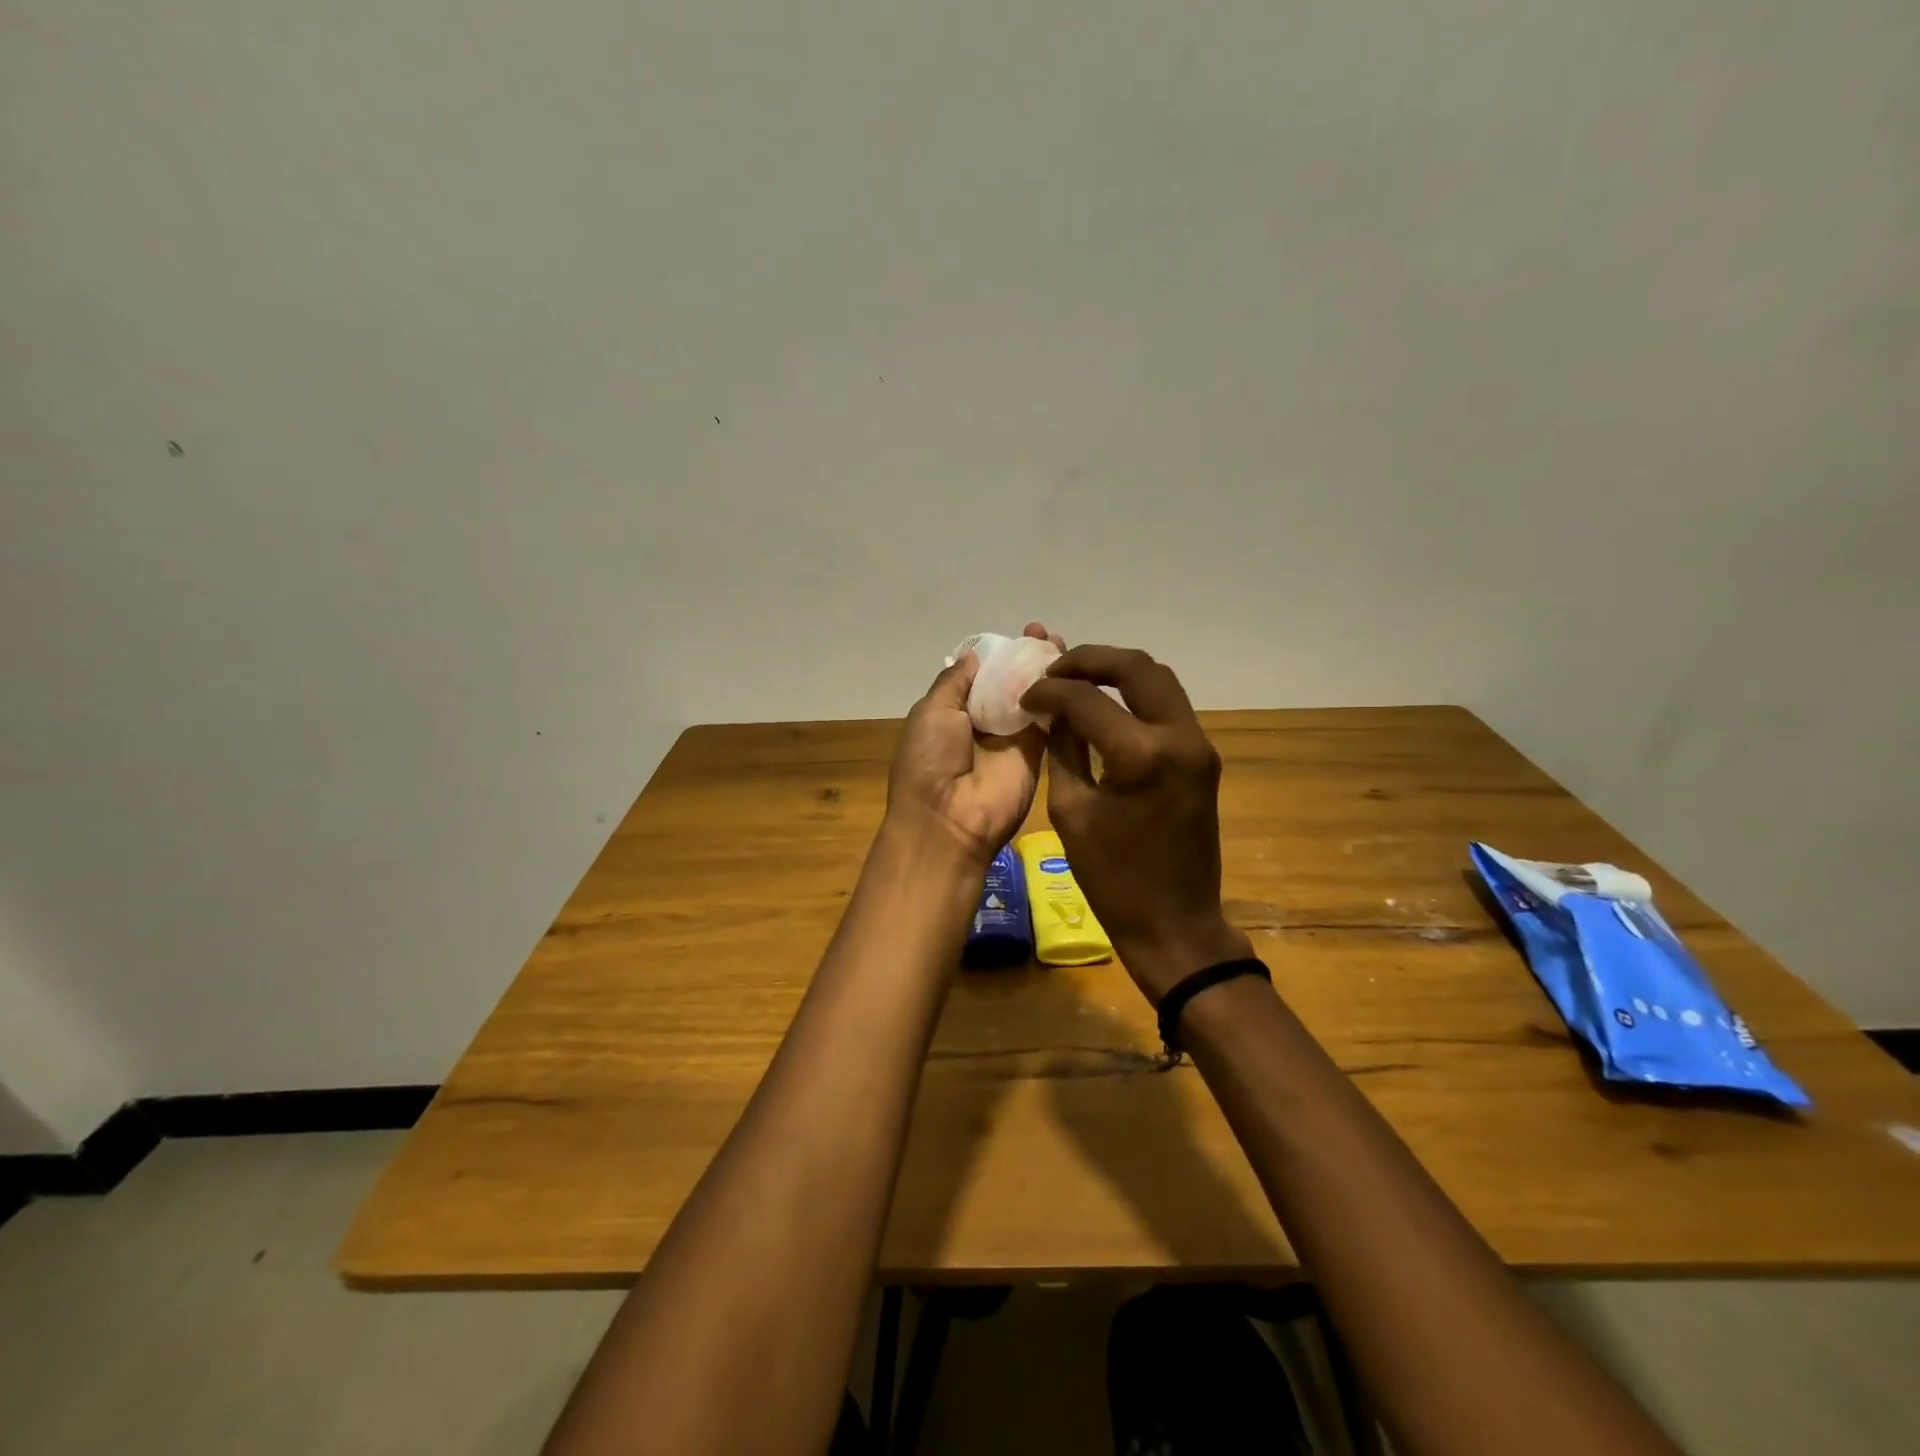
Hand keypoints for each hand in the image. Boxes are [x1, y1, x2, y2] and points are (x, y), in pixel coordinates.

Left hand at [885, 623, 1062, 869]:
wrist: (948, 820)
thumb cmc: (929, 760)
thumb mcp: (931, 711)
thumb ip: (955, 682)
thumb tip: (974, 656)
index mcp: (954, 712)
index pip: (984, 675)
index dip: (1001, 654)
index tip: (1021, 633)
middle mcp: (985, 723)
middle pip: (1012, 683)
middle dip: (1027, 658)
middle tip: (1045, 634)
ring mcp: (1013, 738)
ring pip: (1034, 698)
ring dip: (1047, 672)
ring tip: (1060, 644)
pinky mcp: (1037, 754)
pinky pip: (1050, 720)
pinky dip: (1061, 696)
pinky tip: (1073, 671)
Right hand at [1021, 646, 1251, 1001]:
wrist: (1175, 923)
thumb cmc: (1113, 879)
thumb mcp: (1071, 811)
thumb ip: (1063, 749)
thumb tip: (1055, 710)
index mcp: (1142, 756)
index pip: (1087, 699)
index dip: (1050, 691)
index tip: (1026, 695)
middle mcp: (1180, 738)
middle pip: (1137, 668)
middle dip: (1091, 660)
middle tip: (1054, 670)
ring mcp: (1199, 746)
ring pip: (1160, 680)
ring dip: (1117, 672)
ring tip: (1076, 681)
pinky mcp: (1203, 758)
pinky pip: (1168, 707)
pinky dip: (1135, 695)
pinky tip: (1105, 704)